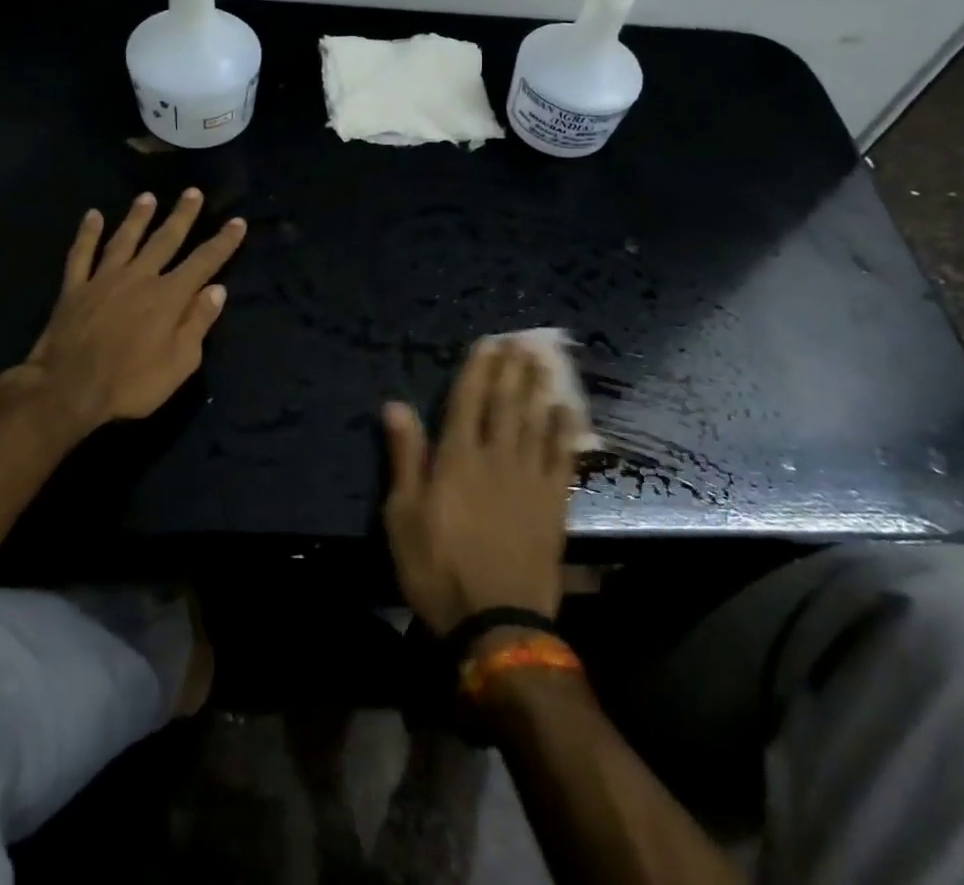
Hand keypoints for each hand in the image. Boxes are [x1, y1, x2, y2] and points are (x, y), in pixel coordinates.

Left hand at [0, 189, 245, 436]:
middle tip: (192, 192)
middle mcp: (139, 278)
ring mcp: (104, 280)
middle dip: (182, 215)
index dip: (223, 241)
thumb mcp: (180, 363)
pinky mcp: (74, 289)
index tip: (237, 221)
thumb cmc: (130, 383)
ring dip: (138, 217)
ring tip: (148, 197)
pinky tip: (92, 216)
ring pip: (125, 239)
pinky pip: (81, 254)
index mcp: (169, 296)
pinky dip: (86, 234)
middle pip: (165, 239)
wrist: (67, 390)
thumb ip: (198, 323)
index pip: (204, 262)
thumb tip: (217, 290)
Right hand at [382, 340, 579, 637]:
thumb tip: (395, 405)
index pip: (468, 400)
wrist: (495, 622)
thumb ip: (404, 456)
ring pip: (535, 421)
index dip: (478, 369)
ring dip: (539, 388)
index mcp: (457, 457)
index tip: (488, 343)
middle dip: (512, 369)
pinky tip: (567, 410)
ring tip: (544, 360)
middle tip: (522, 340)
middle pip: (506, 403)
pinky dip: (564, 430)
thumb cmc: (437, 568)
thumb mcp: (403, 515)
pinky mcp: (553, 503)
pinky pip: (561, 456)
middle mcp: (496, 456)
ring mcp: (529, 478)